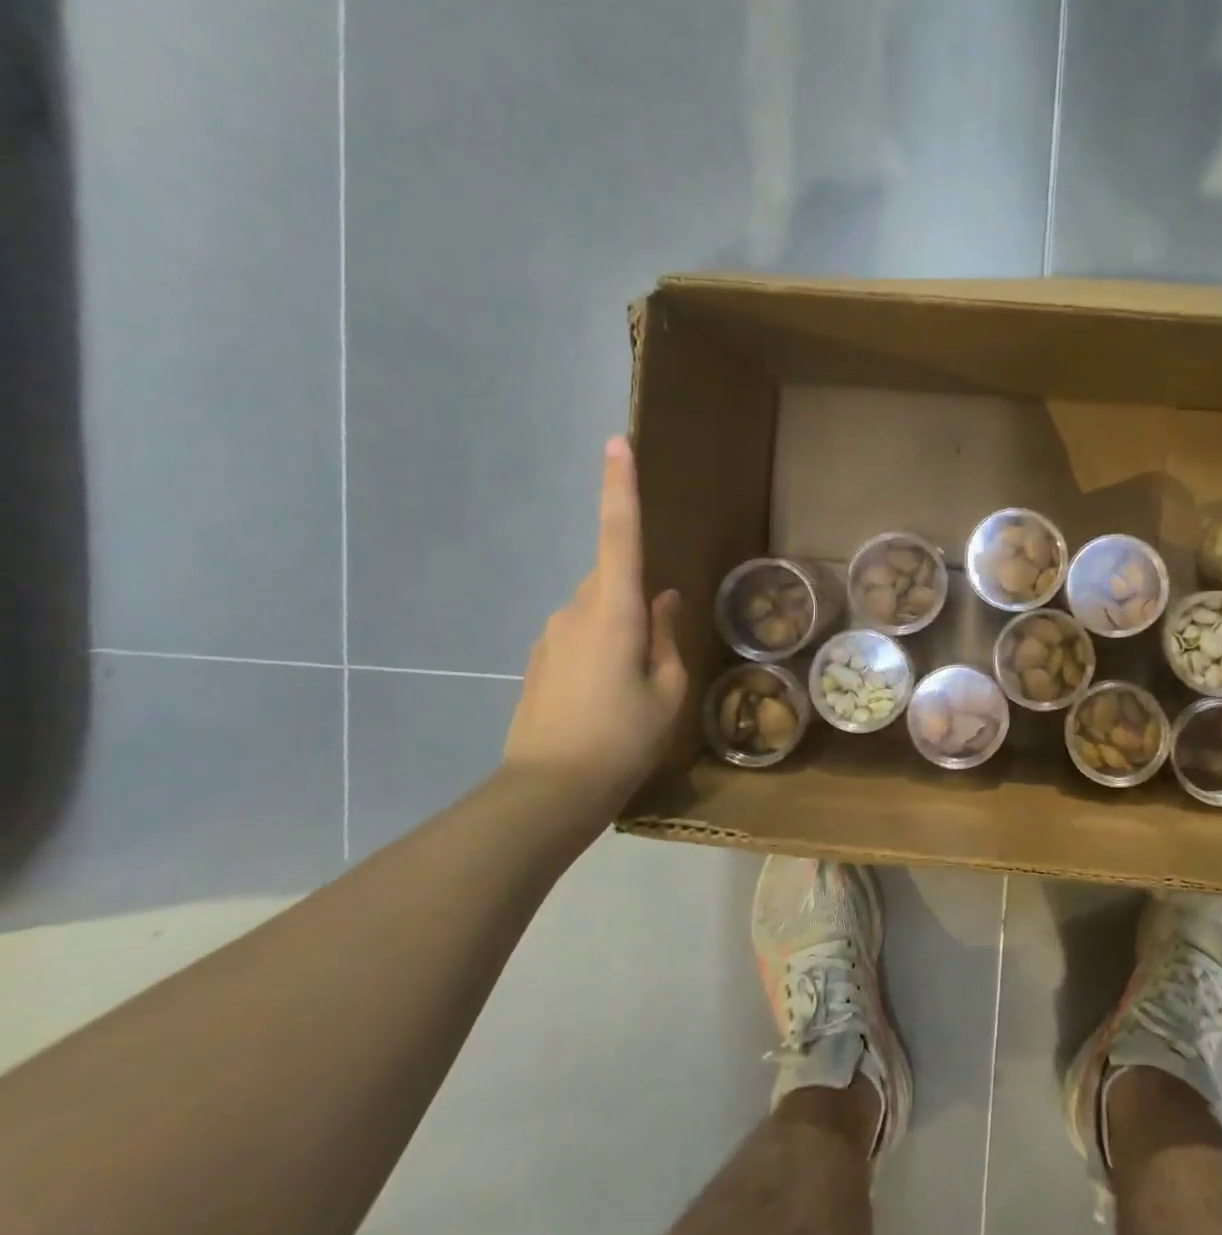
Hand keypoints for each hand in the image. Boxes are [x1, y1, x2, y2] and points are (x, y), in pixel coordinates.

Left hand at [503, 437, 687, 809]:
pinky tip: (610, 695)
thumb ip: (665, 635)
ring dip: (622, 628)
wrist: (548, 792)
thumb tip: (661, 598)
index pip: (618, 535)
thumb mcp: (667, 690)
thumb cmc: (622, 738)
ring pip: (599, 608)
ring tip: (637, 685)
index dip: (619, 486)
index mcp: (613, 611)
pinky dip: (603, 648)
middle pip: (612, 577)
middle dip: (637, 597)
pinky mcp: (541, 657)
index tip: (617, 442)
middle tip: (658, 653)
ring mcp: (552, 634)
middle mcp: (575, 610)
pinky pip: (582, 632)